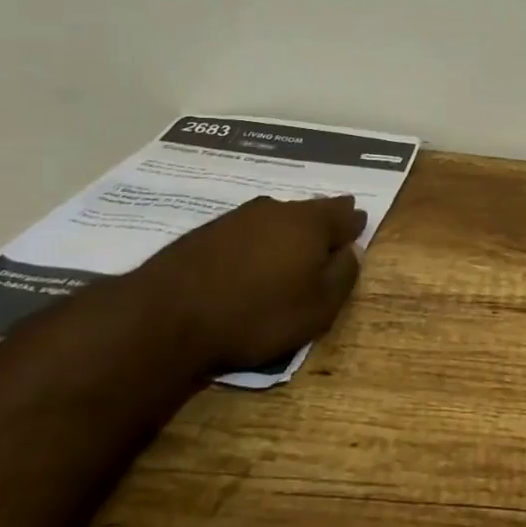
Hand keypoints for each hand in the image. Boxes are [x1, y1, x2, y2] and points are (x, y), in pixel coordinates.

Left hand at [128, 195, 367, 371]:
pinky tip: (252, 257)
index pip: (344, 214)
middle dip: (323, 220)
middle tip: (329, 232)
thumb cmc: (258, 314)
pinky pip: (246, 231)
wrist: (167, 316)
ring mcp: (238, 217)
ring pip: (276, 218)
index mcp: (311, 223)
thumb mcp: (318, 307)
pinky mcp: (206, 232)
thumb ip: (343, 275)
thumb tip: (351, 252)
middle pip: (309, 210)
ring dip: (287, 230)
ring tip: (291, 247)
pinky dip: (257, 241)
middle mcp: (278, 210)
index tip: (358, 226)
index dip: (353, 222)